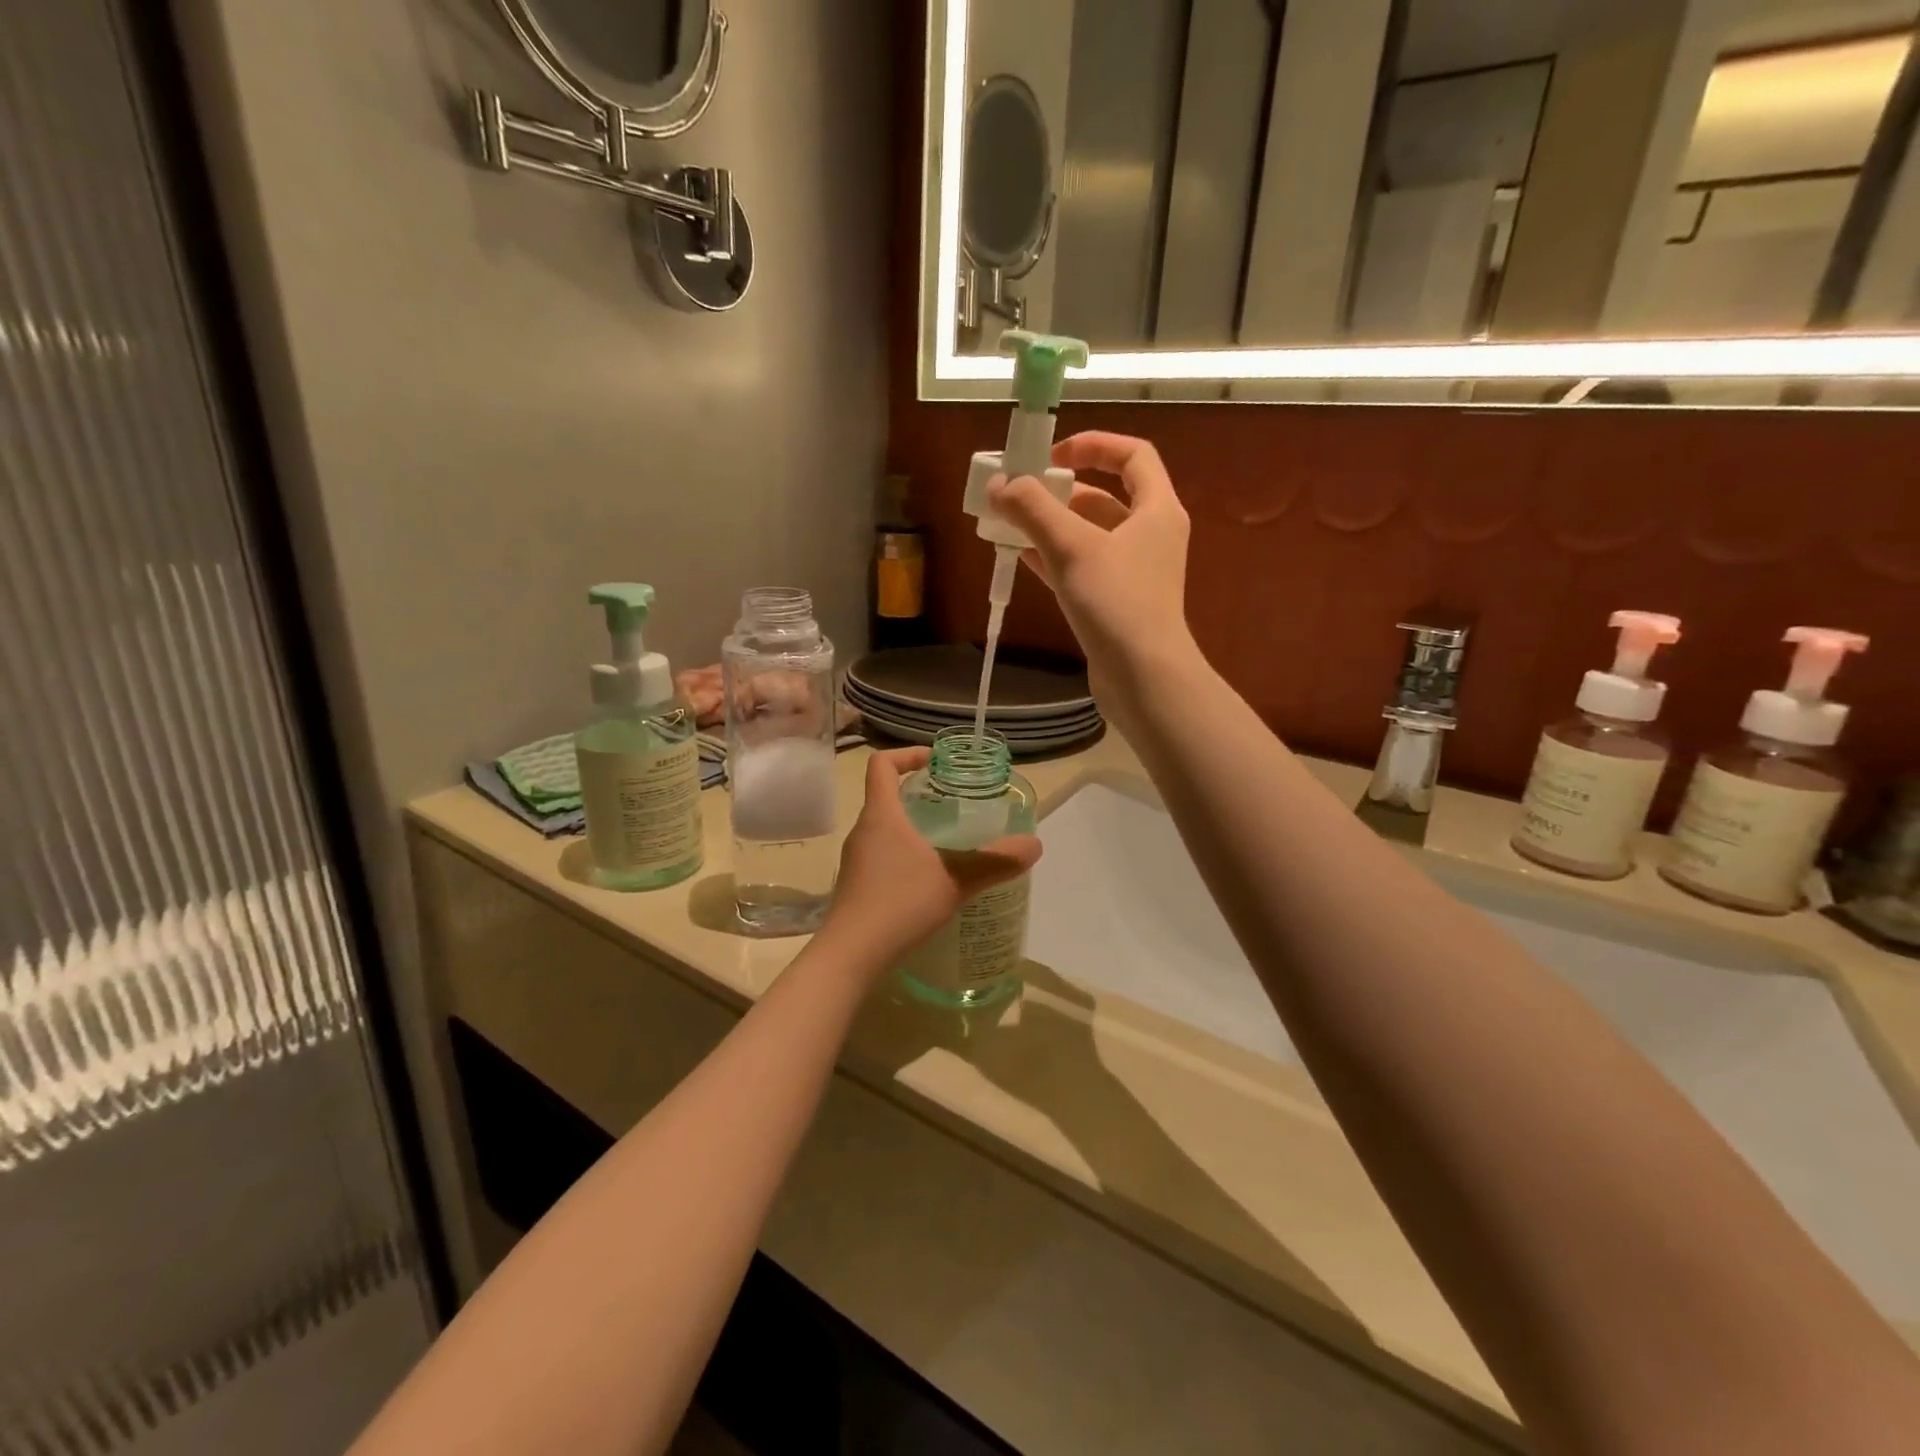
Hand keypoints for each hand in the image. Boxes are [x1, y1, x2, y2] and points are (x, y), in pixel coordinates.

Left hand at [823, 748, 1041, 967]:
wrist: (850, 955)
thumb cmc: (899, 904)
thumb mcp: (955, 880)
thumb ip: (995, 861)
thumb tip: (1035, 845)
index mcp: (881, 815)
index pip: (882, 764)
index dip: (907, 754)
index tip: (935, 762)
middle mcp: (863, 831)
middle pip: (885, 796)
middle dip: (918, 794)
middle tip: (953, 804)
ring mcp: (856, 860)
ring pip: (884, 829)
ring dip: (912, 827)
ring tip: (946, 843)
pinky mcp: (856, 886)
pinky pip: (881, 856)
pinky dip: (904, 856)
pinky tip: (928, 881)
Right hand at [988, 432, 1197, 729]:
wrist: (1143, 677)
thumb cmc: (1116, 601)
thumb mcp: (1072, 547)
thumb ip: (1033, 510)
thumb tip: (1000, 484)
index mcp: (1157, 509)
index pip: (1132, 454)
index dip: (1093, 445)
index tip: (1051, 455)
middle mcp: (1150, 535)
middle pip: (1104, 496)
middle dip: (1059, 492)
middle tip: (1018, 494)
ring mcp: (1134, 572)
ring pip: (1089, 535)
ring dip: (1051, 526)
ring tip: (1009, 523)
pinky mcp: (1116, 602)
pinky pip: (1082, 568)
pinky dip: (1054, 558)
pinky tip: (1020, 557)